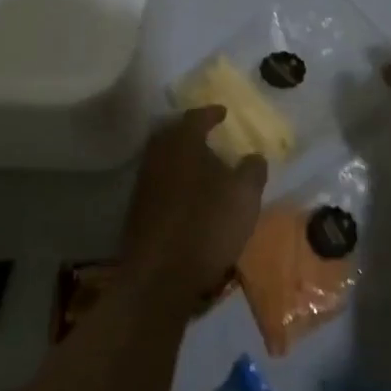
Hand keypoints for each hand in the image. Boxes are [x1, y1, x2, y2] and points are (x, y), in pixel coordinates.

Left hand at [120, 106, 265, 301]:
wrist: (159, 277)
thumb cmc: (207, 226)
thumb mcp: (245, 195)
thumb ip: (252, 170)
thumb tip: (253, 156)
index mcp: (183, 144)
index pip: (196, 117)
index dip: (211, 113)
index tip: (224, 113)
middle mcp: (158, 157)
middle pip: (173, 135)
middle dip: (190, 133)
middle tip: (209, 136)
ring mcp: (144, 184)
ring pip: (164, 160)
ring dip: (182, 159)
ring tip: (203, 168)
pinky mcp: (137, 212)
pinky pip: (159, 183)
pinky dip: (175, 182)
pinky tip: (189, 196)